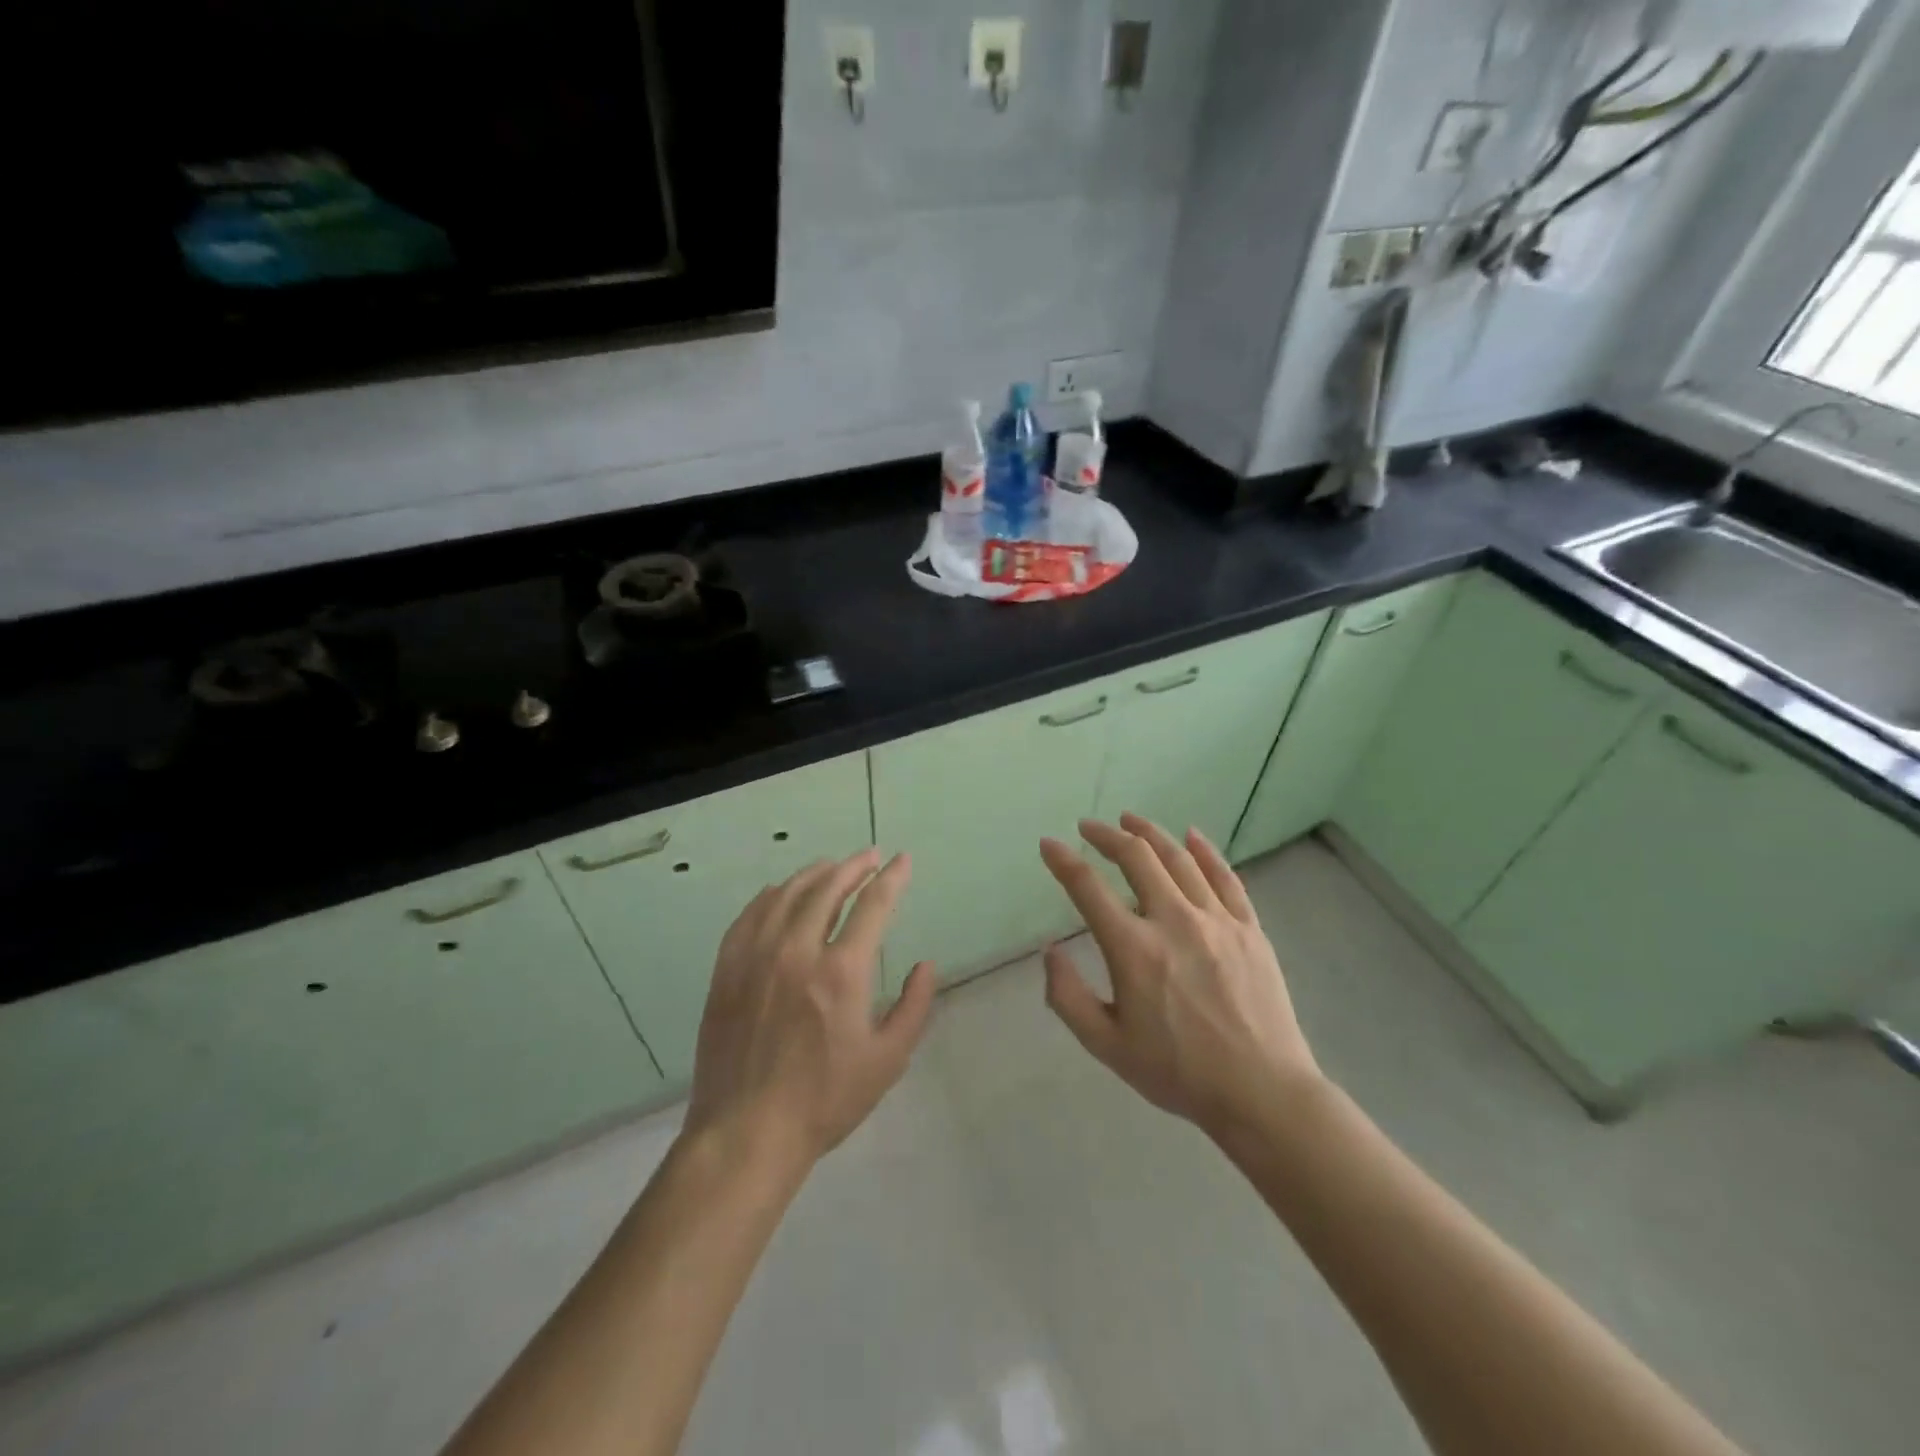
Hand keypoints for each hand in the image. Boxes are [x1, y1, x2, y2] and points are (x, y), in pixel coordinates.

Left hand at [686, 850, 936, 1166]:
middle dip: (854, 866)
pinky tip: (781, 892)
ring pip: (787, 894)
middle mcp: (797, 951)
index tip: (902, 860)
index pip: (872, 905)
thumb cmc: (824, 1100)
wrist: (746, 1132)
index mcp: (841, 972)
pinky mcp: (728, 969)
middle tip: (870, 856)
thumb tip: (926, 965)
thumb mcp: (887, 1060)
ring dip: (815, 873)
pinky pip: (750, 915)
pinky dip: (772, 895)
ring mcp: (756, 957)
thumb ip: (914, 1007)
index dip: (892, 877)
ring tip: (832, 867)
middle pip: (828, 888)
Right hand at [1039, 815, 1320, 1139]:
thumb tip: (1050, 951)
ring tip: (1130, 820)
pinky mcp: (1249, 928)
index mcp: (1134, 949)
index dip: (1063, 861)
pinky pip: (1225, 877)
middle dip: (1107, 835)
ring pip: (1179, 858)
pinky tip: (1192, 835)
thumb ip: (1068, 997)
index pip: (1088, 888)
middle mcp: (1174, 921)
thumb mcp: (1107, 1046)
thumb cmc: (1179, 1073)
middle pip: (1137, 858)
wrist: (1262, 1093)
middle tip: (1089, 827)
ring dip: (1150, 833)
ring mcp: (1217, 920)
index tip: (1049, 845)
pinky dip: (1205, 851)